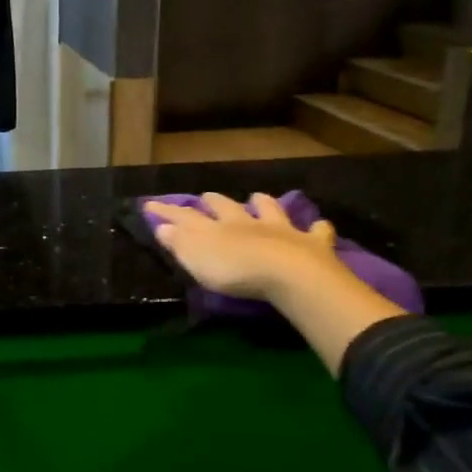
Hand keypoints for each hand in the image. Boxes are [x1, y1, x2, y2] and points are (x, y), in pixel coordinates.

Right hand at [143, 192, 344, 302]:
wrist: (288, 274)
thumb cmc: (235, 270)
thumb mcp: (196, 259)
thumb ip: (178, 242)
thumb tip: (160, 225)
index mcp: (217, 227)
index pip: (185, 216)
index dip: (167, 211)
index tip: (150, 204)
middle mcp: (247, 223)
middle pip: (228, 207)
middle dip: (215, 202)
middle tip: (207, 197)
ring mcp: (280, 231)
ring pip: (270, 210)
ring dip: (264, 204)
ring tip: (259, 197)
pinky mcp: (311, 244)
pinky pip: (316, 232)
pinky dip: (317, 228)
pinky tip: (321, 226)